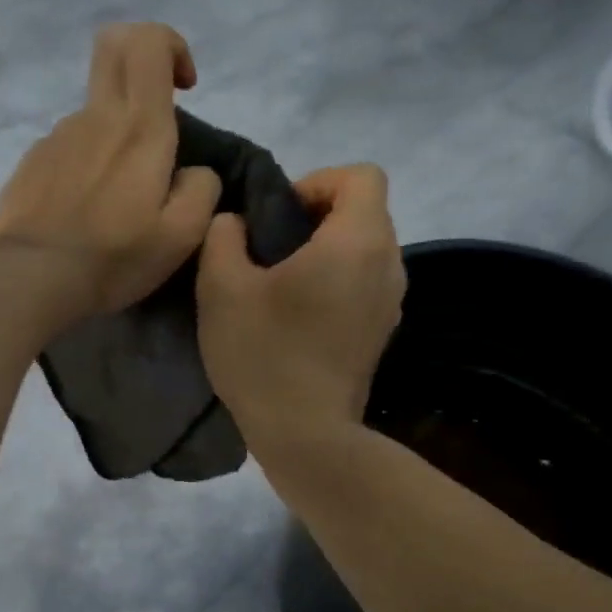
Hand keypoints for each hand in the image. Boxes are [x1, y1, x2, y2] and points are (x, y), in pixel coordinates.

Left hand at [0, 23, 222, 320]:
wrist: (33, 278)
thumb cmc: (115, 256)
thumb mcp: (182, 235)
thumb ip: (201, 190)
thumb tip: (194, 172)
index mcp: (138, 127)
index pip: (148, 41)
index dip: (171, 46)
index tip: (185, 87)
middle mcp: (94, 117)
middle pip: (112, 48)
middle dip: (141, 60)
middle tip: (156, 115)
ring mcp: (57, 137)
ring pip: (94, 113)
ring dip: (115, 137)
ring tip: (118, 201)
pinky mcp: (32, 162)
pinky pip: (69, 148)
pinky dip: (87, 165)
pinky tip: (86, 212)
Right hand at [197, 164, 405, 448]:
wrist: (305, 435)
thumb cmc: (264, 355)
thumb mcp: (221, 288)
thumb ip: (223, 237)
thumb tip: (236, 224)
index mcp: (357, 241)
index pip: (361, 176)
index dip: (318, 181)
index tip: (280, 216)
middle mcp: (389, 264)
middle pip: (365, 211)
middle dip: (319, 216)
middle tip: (271, 249)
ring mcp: (391, 303)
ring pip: (366, 250)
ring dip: (328, 252)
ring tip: (283, 284)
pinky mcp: (382, 333)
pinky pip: (365, 284)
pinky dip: (338, 283)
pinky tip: (300, 317)